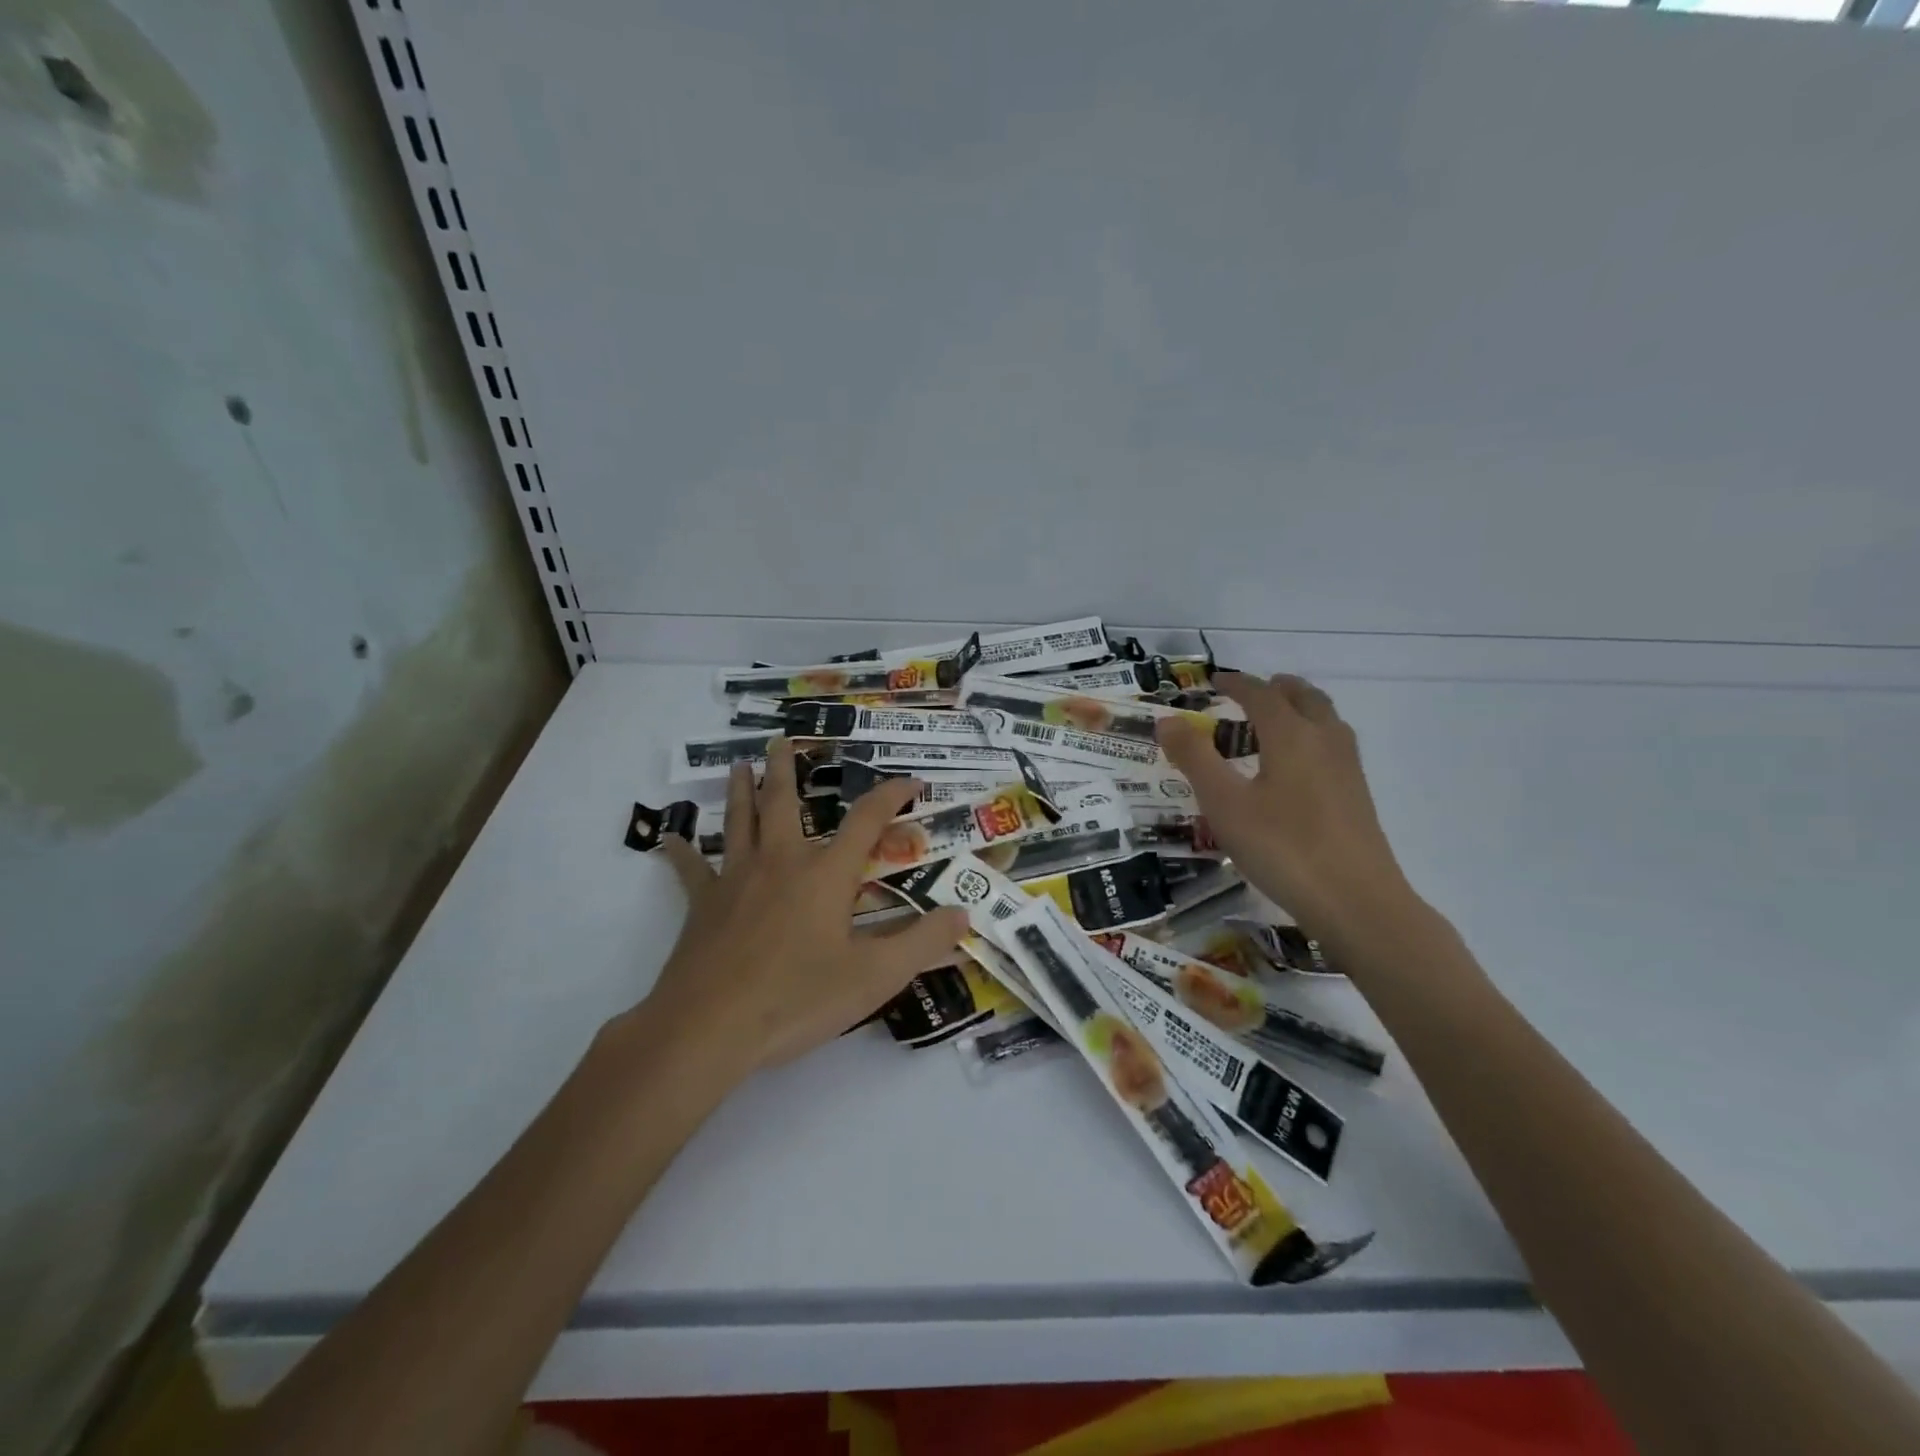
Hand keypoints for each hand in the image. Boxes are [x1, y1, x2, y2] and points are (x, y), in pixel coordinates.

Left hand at [647, 738, 969, 1078]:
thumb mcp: (874, 977)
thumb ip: (922, 943)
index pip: (867, 820)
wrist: (710, 1027)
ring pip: (739, 822)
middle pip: (784, 803)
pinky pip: (691, 869)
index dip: (891, 796)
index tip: (911, 780)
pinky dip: (681, 851)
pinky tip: (667, 837)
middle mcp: (781, 862)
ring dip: (741, 791)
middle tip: (783, 740)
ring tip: (740, 765)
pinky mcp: (703, 904)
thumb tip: (963, 913)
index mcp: (826, 874)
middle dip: (787, 769)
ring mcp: (736, 879)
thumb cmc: (797, 999)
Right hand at [1155, 672, 1411, 934]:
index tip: (1214, 681)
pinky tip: (1298, 768)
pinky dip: (1312, 735)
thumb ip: (1194, 758)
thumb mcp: (1225, 804)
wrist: (1357, 902)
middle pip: (1304, 698)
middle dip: (1276, 688)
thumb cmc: (1282, 848)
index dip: (1236, 683)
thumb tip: (1168, 720)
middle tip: (1251, 692)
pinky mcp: (1358, 796)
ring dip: (1299, 709)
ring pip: (1325, 720)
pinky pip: (1333, 745)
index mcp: (1291, 735)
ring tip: (1274, 722)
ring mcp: (1348, 769)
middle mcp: (1325, 741)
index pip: (1261, 694)